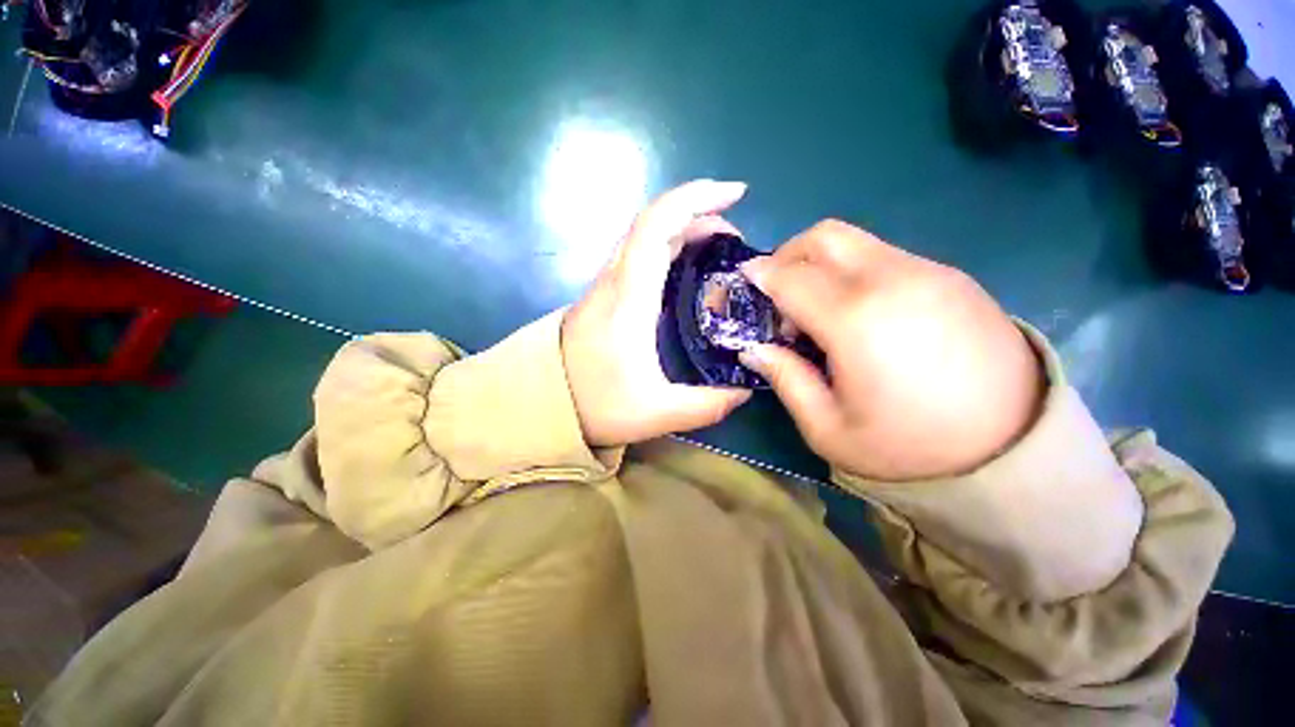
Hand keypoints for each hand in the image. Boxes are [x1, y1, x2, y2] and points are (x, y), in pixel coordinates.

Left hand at [561, 180, 753, 447]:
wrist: (542, 404)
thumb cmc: (594, 406)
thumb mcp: (656, 413)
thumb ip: (706, 405)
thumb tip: (744, 390)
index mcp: (628, 298)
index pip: (656, 226)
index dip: (696, 198)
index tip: (735, 195)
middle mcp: (615, 280)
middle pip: (653, 223)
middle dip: (699, 213)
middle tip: (736, 238)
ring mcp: (607, 285)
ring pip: (646, 238)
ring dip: (685, 229)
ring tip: (720, 248)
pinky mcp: (606, 296)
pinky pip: (640, 256)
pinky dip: (670, 248)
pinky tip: (690, 269)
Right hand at [739, 220, 1043, 479]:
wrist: (1015, 454)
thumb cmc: (909, 449)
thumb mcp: (828, 428)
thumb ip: (785, 378)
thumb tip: (755, 346)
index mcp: (856, 320)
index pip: (791, 276)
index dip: (760, 277)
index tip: (745, 284)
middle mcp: (893, 280)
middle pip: (824, 236)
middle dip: (787, 254)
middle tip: (777, 290)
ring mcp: (930, 273)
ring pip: (856, 242)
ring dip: (821, 264)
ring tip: (818, 308)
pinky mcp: (954, 278)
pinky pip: (886, 256)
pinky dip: (855, 271)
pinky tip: (860, 312)